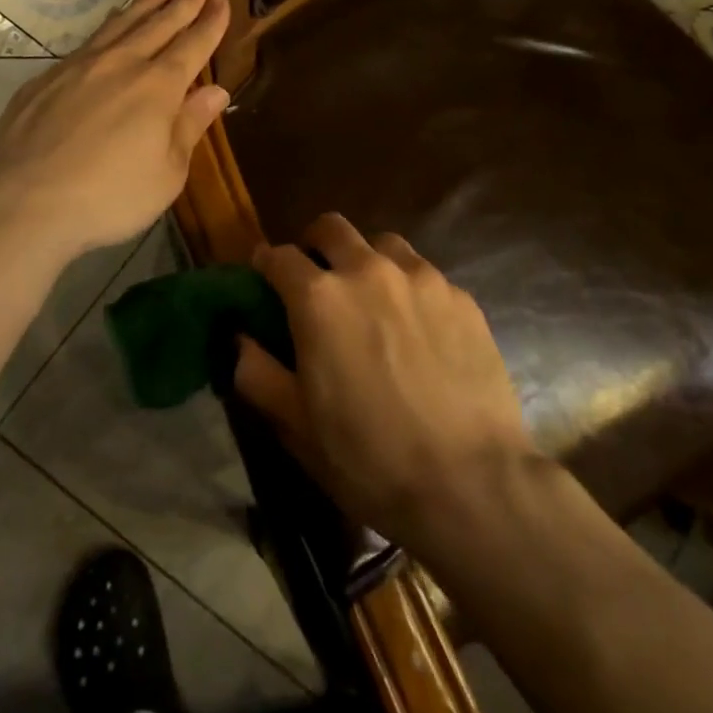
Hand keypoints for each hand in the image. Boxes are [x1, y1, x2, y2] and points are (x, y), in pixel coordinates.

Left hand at [0, 0, 231, 261]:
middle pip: (159, 22)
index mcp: (158, 88)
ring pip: (122, 21)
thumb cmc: (108, 196)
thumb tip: (216, 91)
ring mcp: (81, 66)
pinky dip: (110, 23)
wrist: (22, 200)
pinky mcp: (48, 77)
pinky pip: (90, 39)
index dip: (210, 21)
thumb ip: (190, 127)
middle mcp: (122, 65)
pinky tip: (113, 17)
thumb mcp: (166, 173)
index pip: (192, 45)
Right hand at [233, 214, 538, 550]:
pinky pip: (425, 275)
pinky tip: (418, 330)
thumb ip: (256, 371)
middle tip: (315, 280)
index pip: (278, 256)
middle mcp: (368, 271)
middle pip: (331, 228)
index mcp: (319, 298)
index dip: (265, 265)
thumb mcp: (294, 424)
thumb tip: (241, 338)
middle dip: (314, 245)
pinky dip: (409, 288)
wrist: (470, 484)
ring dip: (365, 260)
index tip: (264, 279)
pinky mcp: (462, 297)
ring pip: (382, 244)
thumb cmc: (368, 458)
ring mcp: (421, 278)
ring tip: (371, 300)